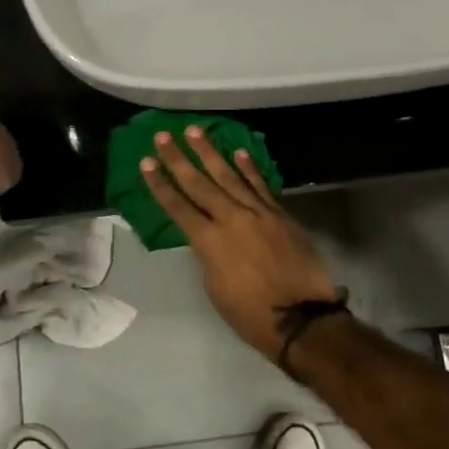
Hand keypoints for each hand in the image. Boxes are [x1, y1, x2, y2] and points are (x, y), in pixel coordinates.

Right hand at [140, 126, 339, 357]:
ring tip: (195, 131)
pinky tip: (238, 151)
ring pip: (229, 175)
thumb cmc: (250, 314)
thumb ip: (209, 254)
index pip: (178, 206)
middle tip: (163, 135)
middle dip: (178, 159)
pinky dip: (249, 167)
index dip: (160, 184)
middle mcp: (230, 219)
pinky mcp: (279, 214)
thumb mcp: (215, 287)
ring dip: (210, 152)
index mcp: (209, 242)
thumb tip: (209, 236)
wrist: (302, 317)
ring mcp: (258, 213)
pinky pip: (261, 185)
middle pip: (199, 183)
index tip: (146, 162)